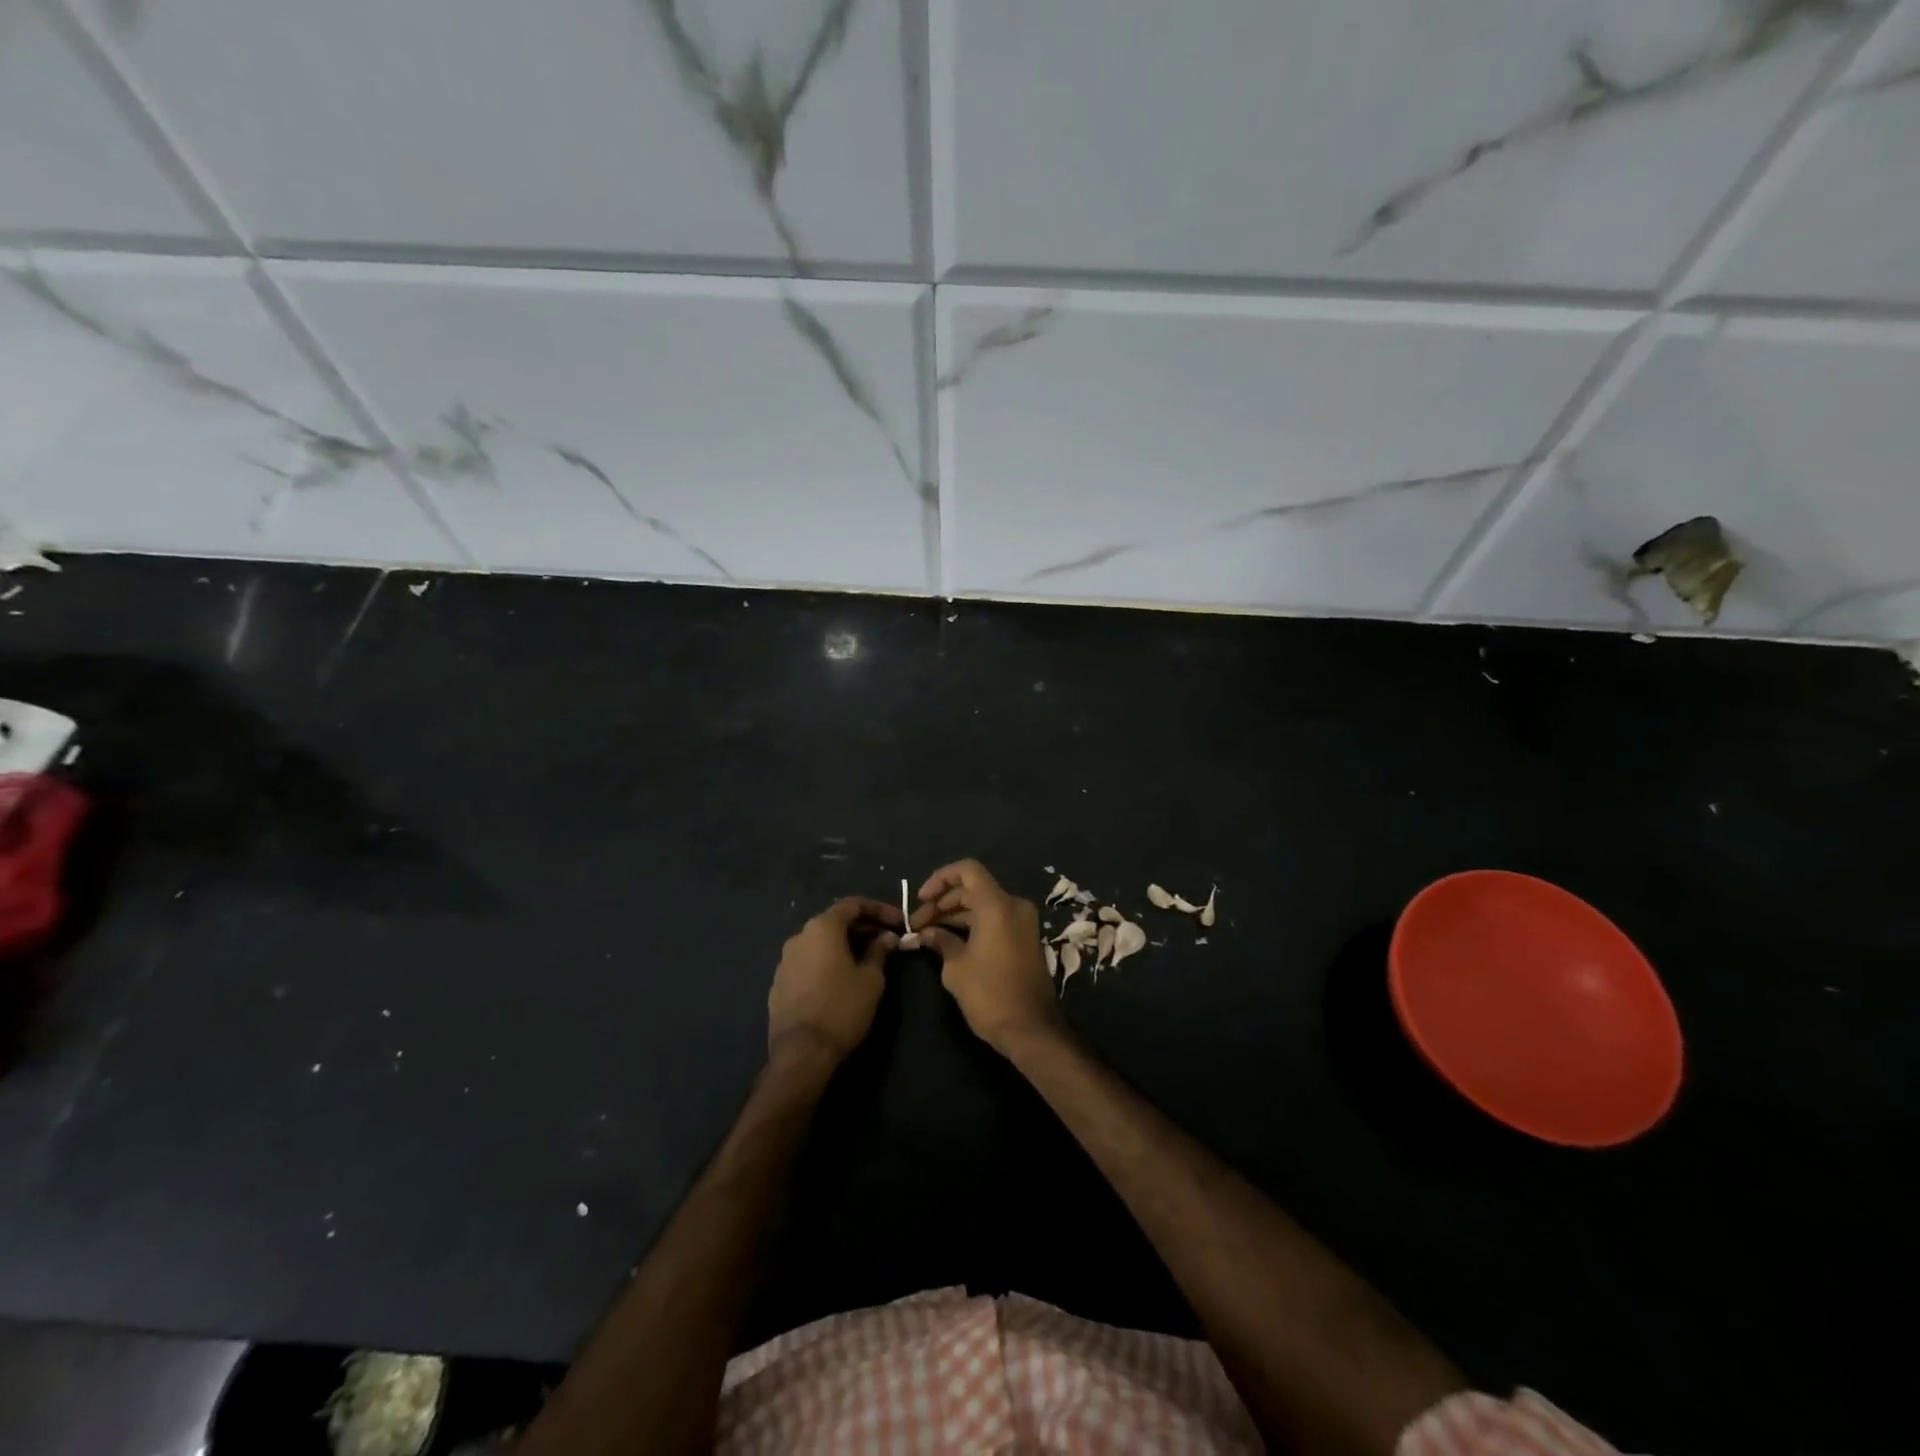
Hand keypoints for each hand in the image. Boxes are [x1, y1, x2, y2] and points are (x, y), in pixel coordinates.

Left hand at [768, 896, 899, 1069]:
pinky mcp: (779, 983)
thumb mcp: (871, 979)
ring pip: (820, 942)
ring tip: (866, 960)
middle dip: (862, 927)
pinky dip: (827, 962)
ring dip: (844, 945)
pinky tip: (841, 979)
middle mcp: (799, 937)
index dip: (879, 909)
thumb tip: (887, 937)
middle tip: (886, 940)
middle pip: (835, 921)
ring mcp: (785, 960)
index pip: (853, 904)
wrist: (801, 1053)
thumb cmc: (842, 1009)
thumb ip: (879, 951)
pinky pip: (808, 961)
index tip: (899, 922)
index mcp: (822, 928)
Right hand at [912, 860, 1060, 1054]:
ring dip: (955, 915)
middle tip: (918, 924)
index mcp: (997, 905)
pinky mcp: (1024, 938)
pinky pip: (994, 920)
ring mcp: (1022, 922)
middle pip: (973, 889)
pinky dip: (972, 925)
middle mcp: (1014, 906)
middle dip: (943, 902)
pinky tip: (949, 941)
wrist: (1031, 1029)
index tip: (921, 899)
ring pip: (983, 905)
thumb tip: (926, 932)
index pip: (968, 870)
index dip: (940, 878)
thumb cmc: (990, 994)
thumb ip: (940, 940)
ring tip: (928, 934)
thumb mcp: (956, 967)